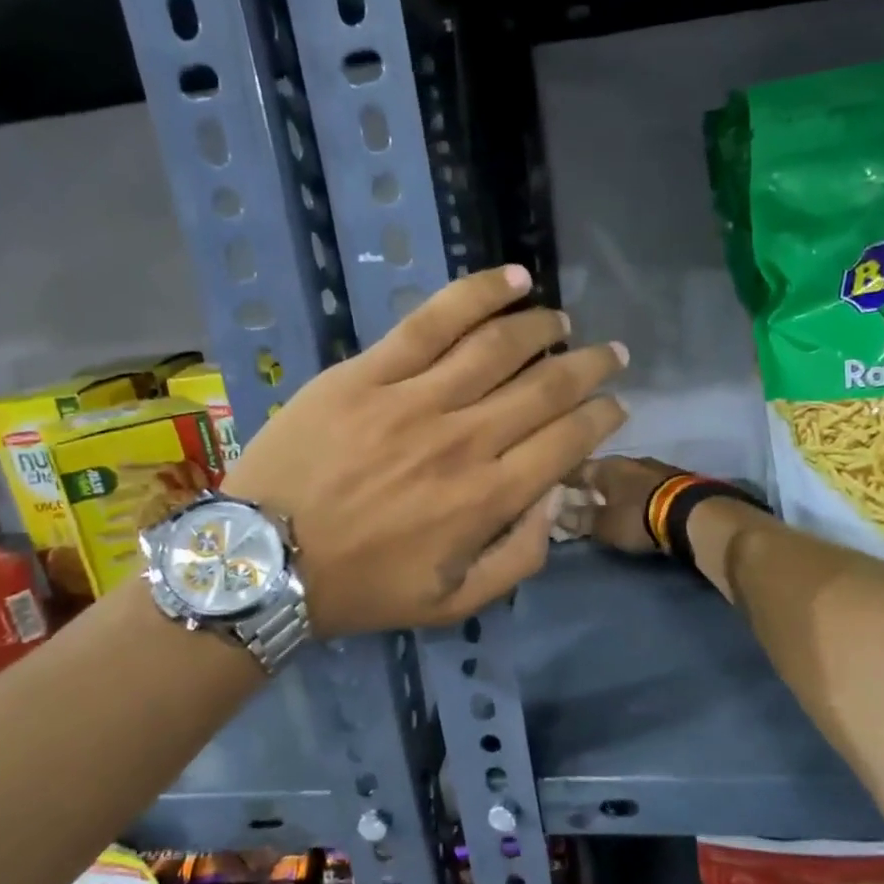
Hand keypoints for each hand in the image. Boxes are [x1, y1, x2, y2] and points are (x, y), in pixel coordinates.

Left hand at [220, 266, 627, 636]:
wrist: (267, 560)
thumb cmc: (363, 587)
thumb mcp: (454, 603)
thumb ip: (518, 560)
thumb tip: (554, 501)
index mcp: (489, 498)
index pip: (567, 441)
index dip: (602, 417)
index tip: (616, 404)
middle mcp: (465, 439)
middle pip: (546, 387)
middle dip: (590, 367)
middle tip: (611, 354)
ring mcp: (415, 399)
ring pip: (499, 346)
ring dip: (543, 327)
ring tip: (562, 320)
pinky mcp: (369, 372)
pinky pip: (433, 320)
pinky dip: (479, 294)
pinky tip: (513, 279)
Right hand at [559, 456, 690, 553]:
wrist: (693, 514)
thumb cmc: (639, 517)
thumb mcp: (605, 525)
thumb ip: (580, 519)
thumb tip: (556, 514)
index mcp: (607, 466)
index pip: (576, 468)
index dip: (563, 479)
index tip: (552, 488)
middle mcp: (629, 460)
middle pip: (603, 471)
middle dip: (592, 485)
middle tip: (580, 500)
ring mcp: (655, 467)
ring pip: (626, 476)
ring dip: (617, 489)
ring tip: (609, 503)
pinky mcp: (675, 480)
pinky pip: (645, 484)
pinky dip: (636, 493)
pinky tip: (635, 503)